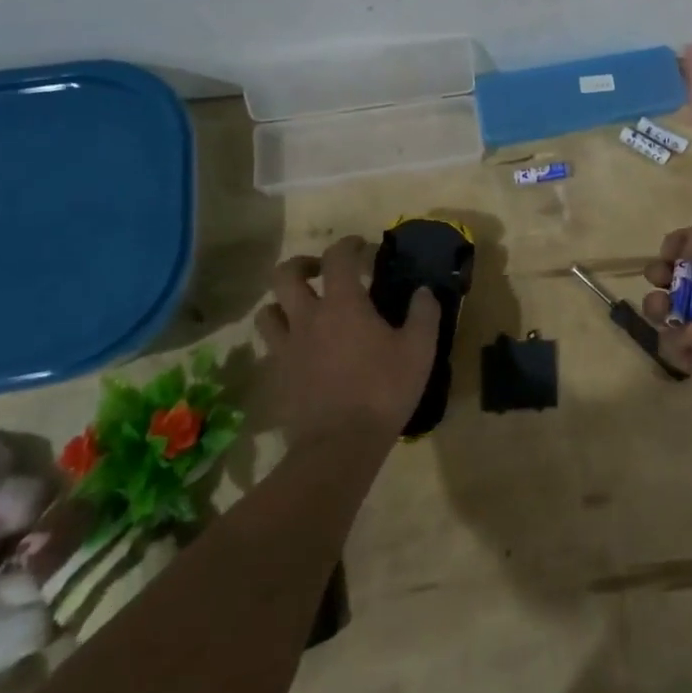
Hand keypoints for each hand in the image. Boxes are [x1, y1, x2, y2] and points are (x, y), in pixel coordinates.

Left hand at [255, 236, 437, 446]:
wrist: (339, 447)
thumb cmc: (383, 391)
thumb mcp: (419, 349)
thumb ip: (424, 313)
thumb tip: (423, 291)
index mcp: (343, 304)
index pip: (337, 257)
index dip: (349, 244)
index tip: (362, 247)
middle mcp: (307, 318)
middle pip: (286, 275)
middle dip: (302, 265)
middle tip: (321, 272)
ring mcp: (286, 348)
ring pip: (267, 312)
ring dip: (283, 304)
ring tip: (302, 311)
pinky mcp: (277, 377)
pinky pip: (270, 349)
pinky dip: (281, 342)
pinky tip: (300, 352)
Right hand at [642, 214, 691, 429]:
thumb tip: (685, 249)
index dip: (678, 244)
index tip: (670, 252)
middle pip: (673, 274)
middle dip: (659, 273)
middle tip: (661, 279)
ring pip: (663, 308)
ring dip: (659, 307)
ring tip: (669, 312)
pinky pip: (668, 340)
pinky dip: (680, 339)